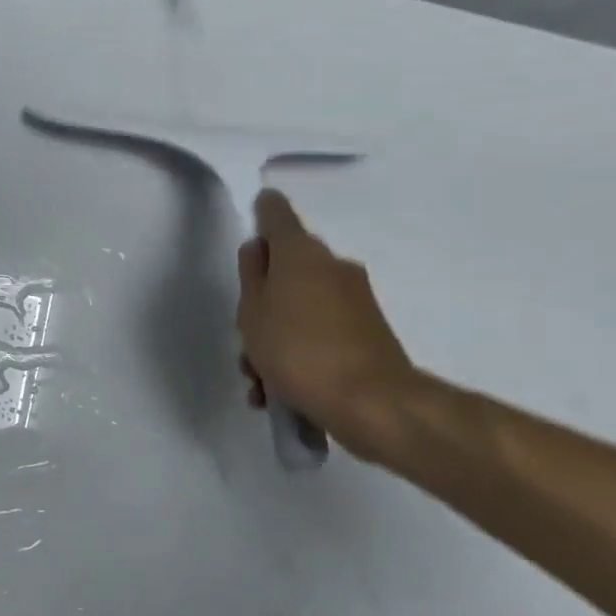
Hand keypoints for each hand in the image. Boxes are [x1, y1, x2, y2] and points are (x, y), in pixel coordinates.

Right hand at [237, 191, 417, 458]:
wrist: (371, 402)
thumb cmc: (298, 350)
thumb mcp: (253, 313)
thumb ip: (251, 276)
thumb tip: (258, 249)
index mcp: (302, 254)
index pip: (277, 214)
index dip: (261, 212)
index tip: (251, 219)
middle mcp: (332, 267)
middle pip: (286, 270)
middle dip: (260, 302)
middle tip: (244, 338)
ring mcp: (353, 300)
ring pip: (299, 307)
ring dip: (274, 338)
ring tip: (259, 383)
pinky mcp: (366, 332)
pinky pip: (318, 333)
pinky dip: (297, 354)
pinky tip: (279, 394)